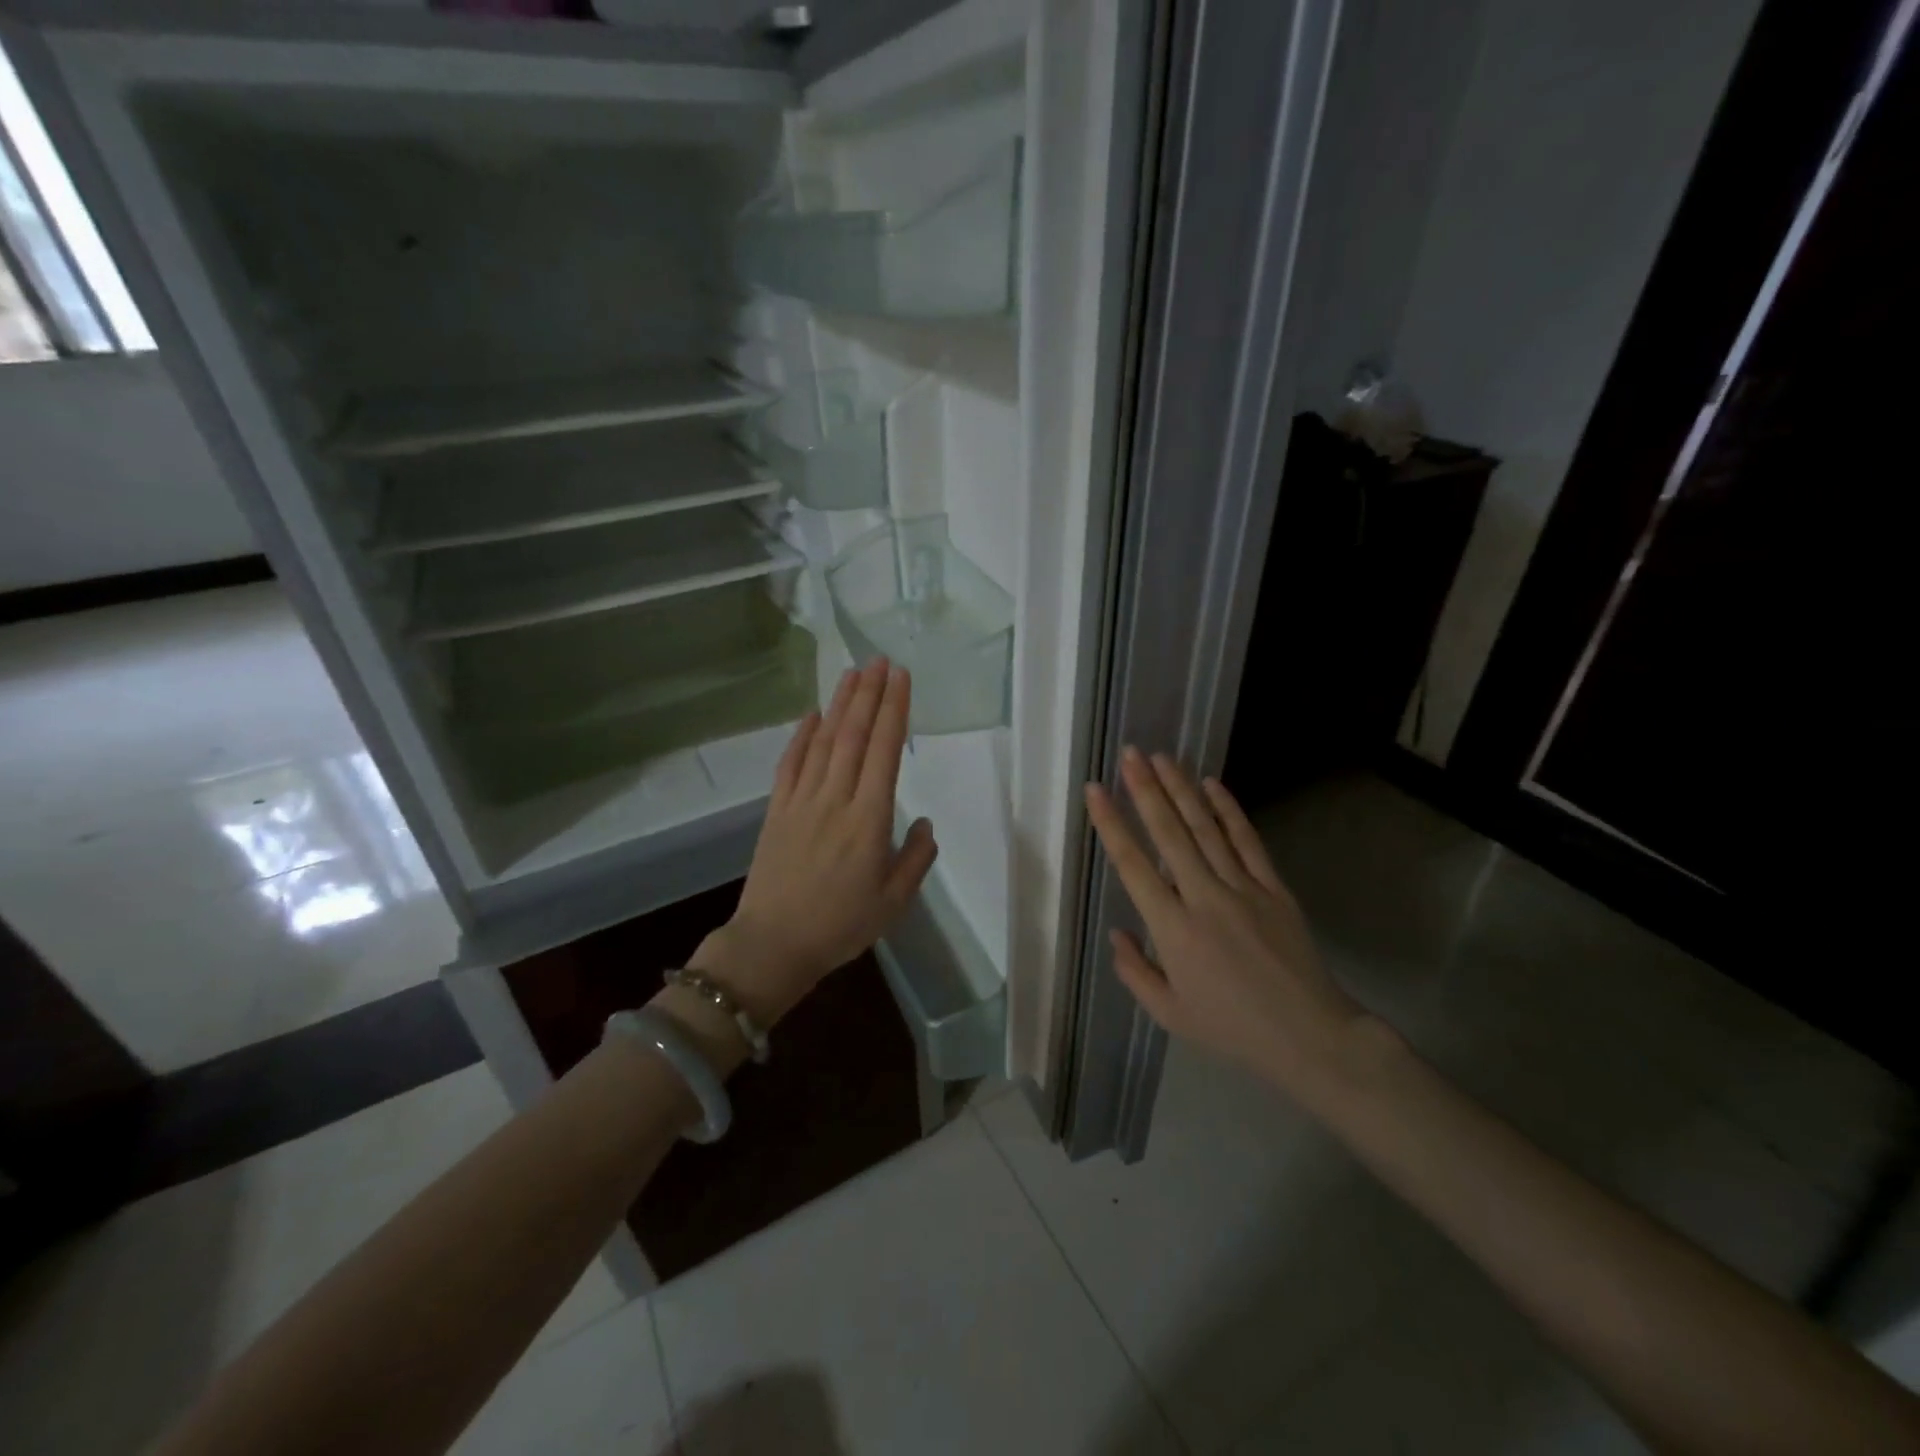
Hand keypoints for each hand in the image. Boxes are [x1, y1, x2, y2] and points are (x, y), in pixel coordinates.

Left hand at [691, 658, 937, 1025]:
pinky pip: (790, 763)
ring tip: (852, 673)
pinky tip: (812, 715)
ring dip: (840, 704)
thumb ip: (915, 859)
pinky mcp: (777, 810)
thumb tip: (925, 824)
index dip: (894, 710)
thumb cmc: (840, 926)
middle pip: (855, 735)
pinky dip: (802, 735)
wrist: (773, 945)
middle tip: (880, 660)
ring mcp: (802, 801)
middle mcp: (836, 799)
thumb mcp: (893, 902)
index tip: (902, 678)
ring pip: (824, 741)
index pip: (885, 751)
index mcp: (869, 819)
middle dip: (869, 693)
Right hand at [1084, 747, 1376, 1101]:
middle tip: (1129, 753)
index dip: (1111, 824)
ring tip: (1161, 757)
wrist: (1309, 1036)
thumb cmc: (1231, 1028)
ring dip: (1180, 789)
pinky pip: (1247, 841)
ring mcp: (1243, 889)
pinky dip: (1228, 810)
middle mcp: (1203, 898)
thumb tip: (1118, 932)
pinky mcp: (1274, 888)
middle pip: (1169, 834)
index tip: (1095, 790)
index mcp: (1172, 929)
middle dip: (1146, 789)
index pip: (1133, 865)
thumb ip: (1135, 972)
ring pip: (1205, 828)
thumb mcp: (1169, 1014)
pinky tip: (1211, 784)